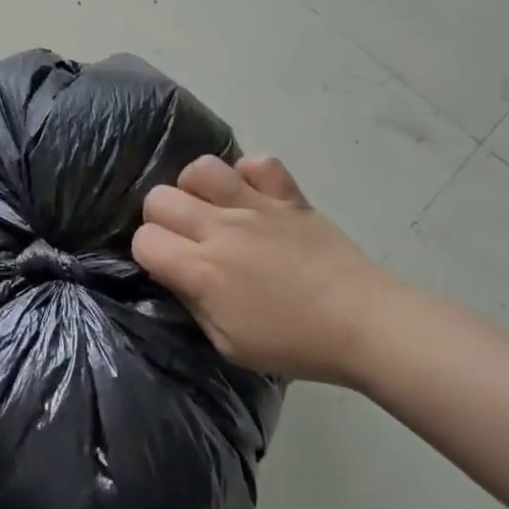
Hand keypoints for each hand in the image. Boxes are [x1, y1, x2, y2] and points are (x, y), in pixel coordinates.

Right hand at [132, 154, 394, 383]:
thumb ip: (193, 305)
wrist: (364, 324)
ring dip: (196, 188)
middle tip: (184, 240)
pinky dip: (248, 175)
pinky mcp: (288, 196)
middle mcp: (220, 229)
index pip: (144, 240)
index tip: (165, 267)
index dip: (148, 253)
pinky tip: (252, 198)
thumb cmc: (293, 343)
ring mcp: (255, 206)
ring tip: (212, 210)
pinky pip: (257, 163)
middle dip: (161, 218)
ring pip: (201, 168)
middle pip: (159, 198)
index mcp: (201, 270)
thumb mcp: (228, 345)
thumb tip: (176, 276)